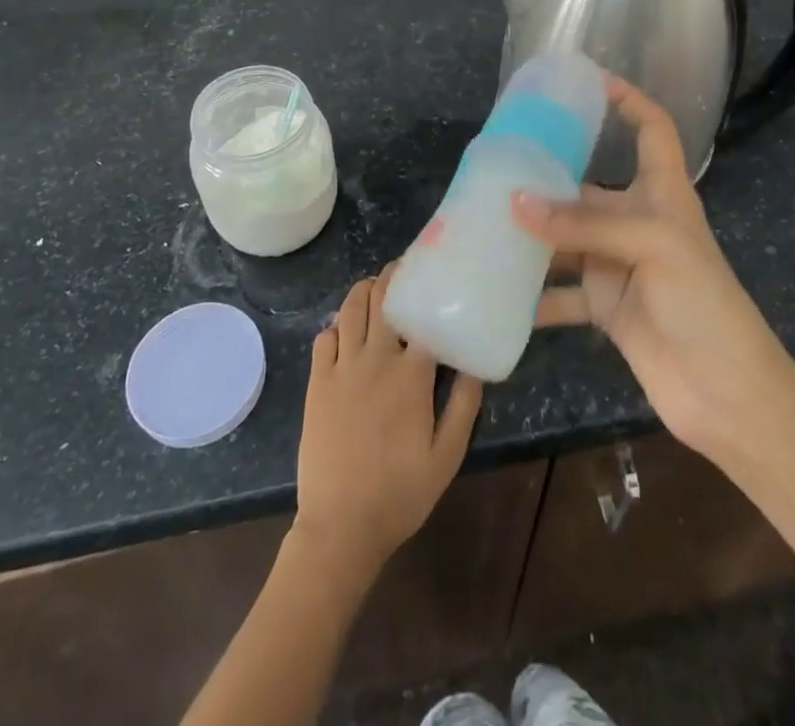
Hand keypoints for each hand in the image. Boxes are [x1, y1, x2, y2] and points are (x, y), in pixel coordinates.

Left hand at [293, 267, 482, 580]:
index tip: (439, 277)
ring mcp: (342, 367)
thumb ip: (464, 405)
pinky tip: (346, 328)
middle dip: (395, 276)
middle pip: (384, 299)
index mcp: (412, 375)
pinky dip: (337, 325)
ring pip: (351, 309)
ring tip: (376, 284)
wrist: (341, 526)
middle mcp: (376, 358)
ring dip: (365, 290)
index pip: (425, 316)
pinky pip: (324, 337)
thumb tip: (476, 363)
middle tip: (405, 268)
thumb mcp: (447, 456)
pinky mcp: (317, 381)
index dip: (431, 292)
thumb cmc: (401, 493)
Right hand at [514, 77, 790, 468]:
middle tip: (497, 164)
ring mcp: (619, 265)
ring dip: (532, 236)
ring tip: (483, 222)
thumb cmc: (702, 303)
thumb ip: (582, 224)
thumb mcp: (651, 246)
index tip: (589, 82)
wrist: (727, 395)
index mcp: (662, 194)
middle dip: (547, 177)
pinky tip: (496, 290)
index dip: (629, 101)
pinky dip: (533, 296)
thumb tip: (514, 203)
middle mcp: (637, 222)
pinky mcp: (606, 308)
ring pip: (566, 240)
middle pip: (587, 187)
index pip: (652, 130)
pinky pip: (561, 295)